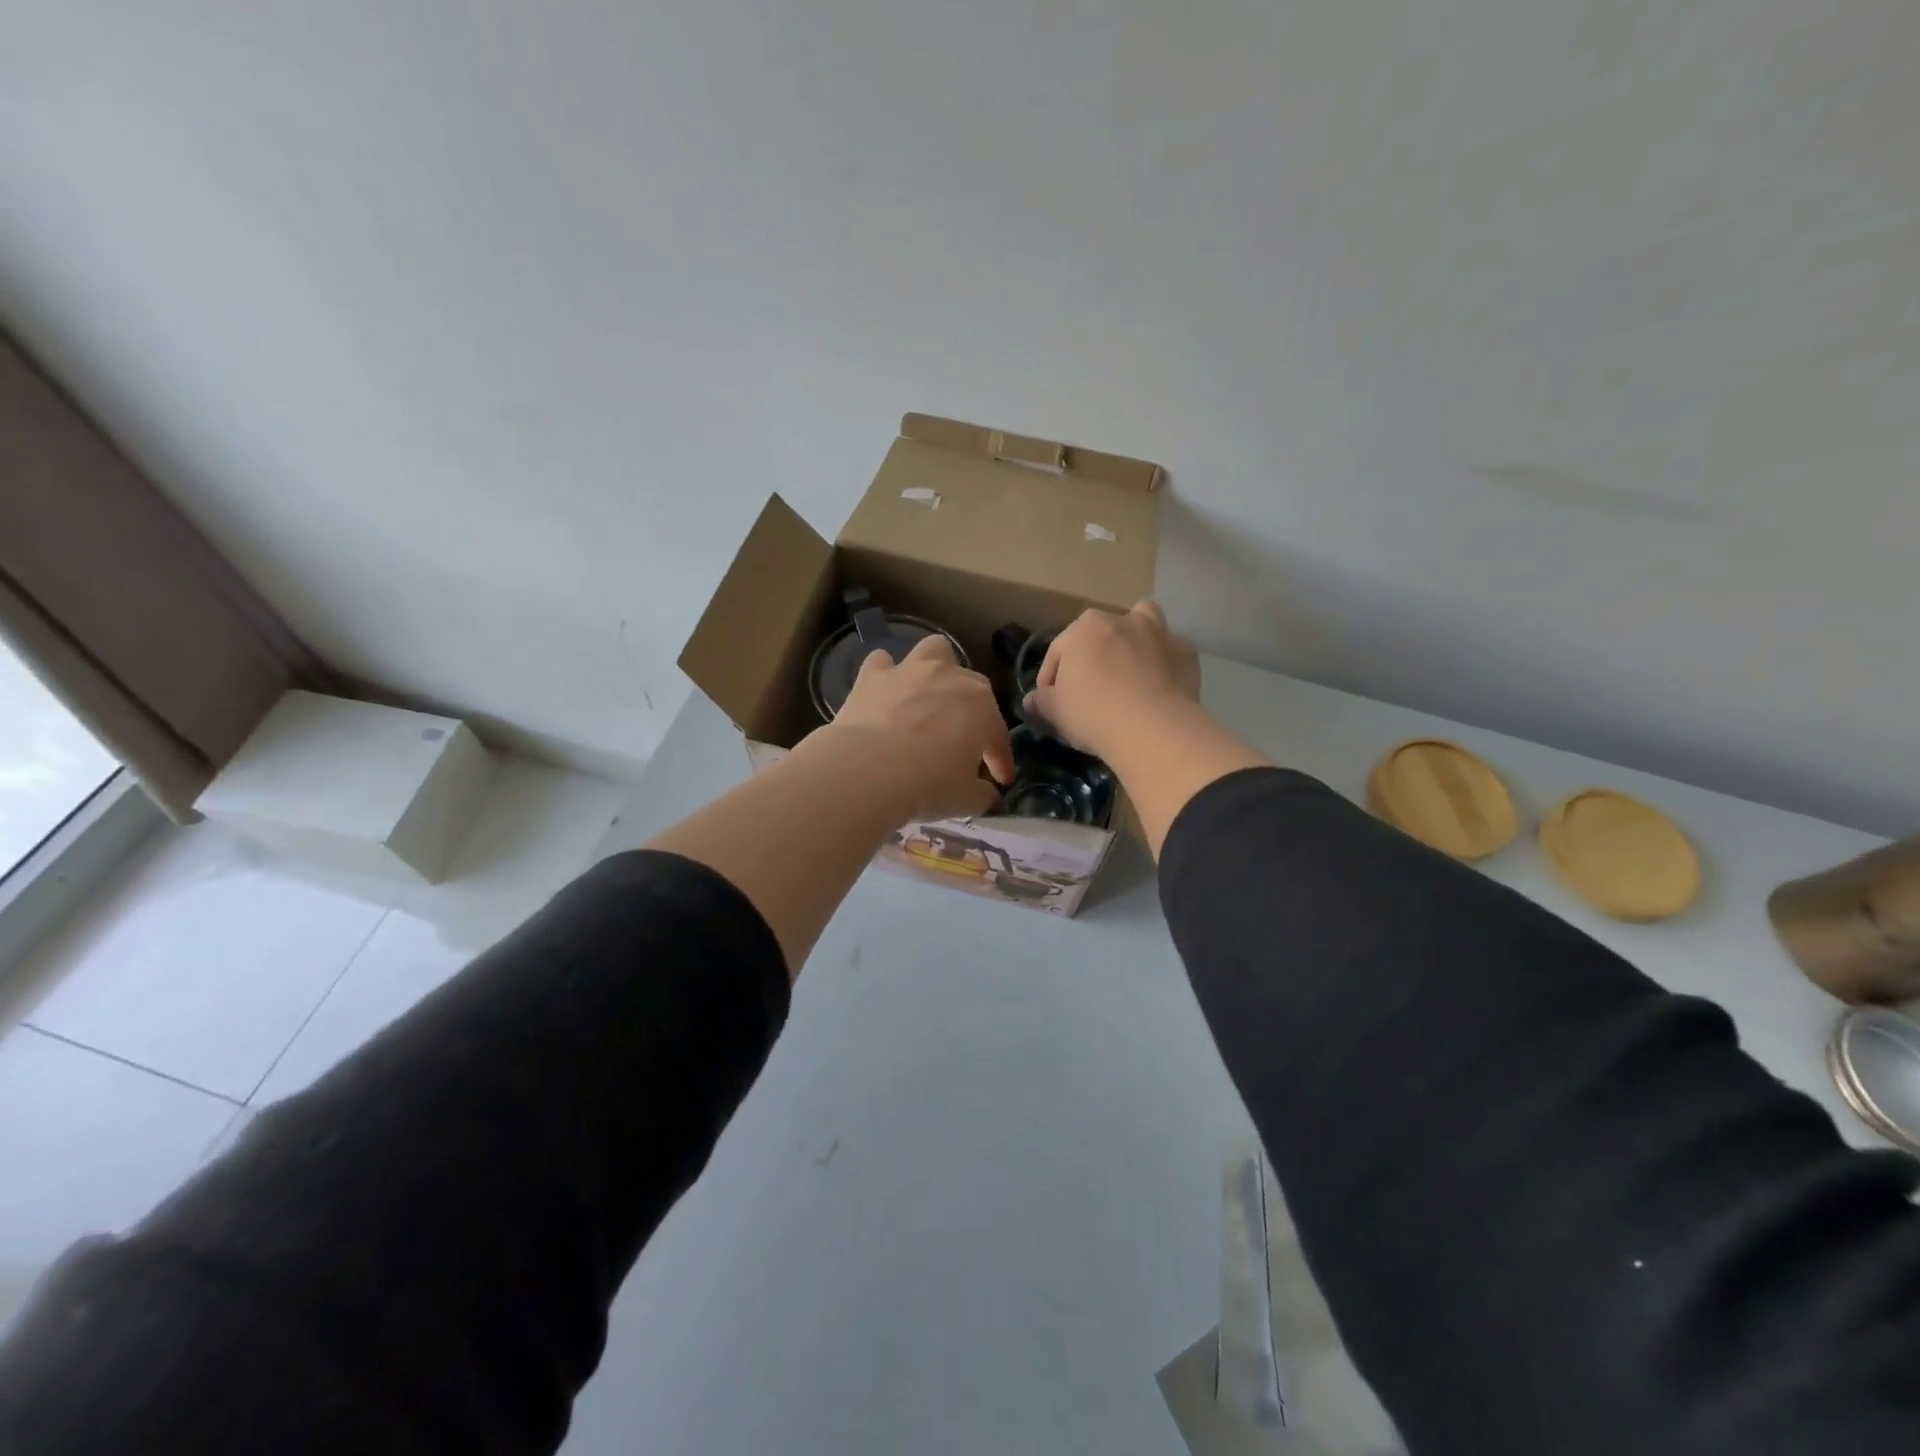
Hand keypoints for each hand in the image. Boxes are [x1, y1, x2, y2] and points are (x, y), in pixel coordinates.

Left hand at [817, 635, 1014, 822]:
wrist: (868, 771)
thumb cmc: (929, 785)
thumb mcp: (967, 800)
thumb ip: (983, 794)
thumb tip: (987, 794)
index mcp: (982, 706)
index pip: (997, 735)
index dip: (1000, 759)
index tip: (1000, 780)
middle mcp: (950, 678)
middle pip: (971, 688)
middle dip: (971, 712)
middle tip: (962, 743)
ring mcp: (910, 671)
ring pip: (933, 652)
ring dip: (935, 670)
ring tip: (929, 697)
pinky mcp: (872, 676)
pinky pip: (882, 663)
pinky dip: (886, 675)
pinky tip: (884, 695)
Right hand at [1024, 601, 1200, 761]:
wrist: (1152, 729)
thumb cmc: (1093, 713)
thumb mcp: (1055, 711)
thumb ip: (1041, 701)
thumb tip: (1032, 700)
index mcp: (1085, 627)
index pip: (1059, 650)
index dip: (1051, 677)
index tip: (1050, 702)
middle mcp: (1123, 619)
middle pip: (1102, 634)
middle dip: (1095, 654)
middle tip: (1091, 687)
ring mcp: (1160, 633)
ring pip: (1145, 625)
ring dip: (1137, 640)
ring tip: (1131, 671)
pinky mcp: (1187, 653)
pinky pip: (1171, 654)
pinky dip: (1165, 665)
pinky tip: (1160, 688)